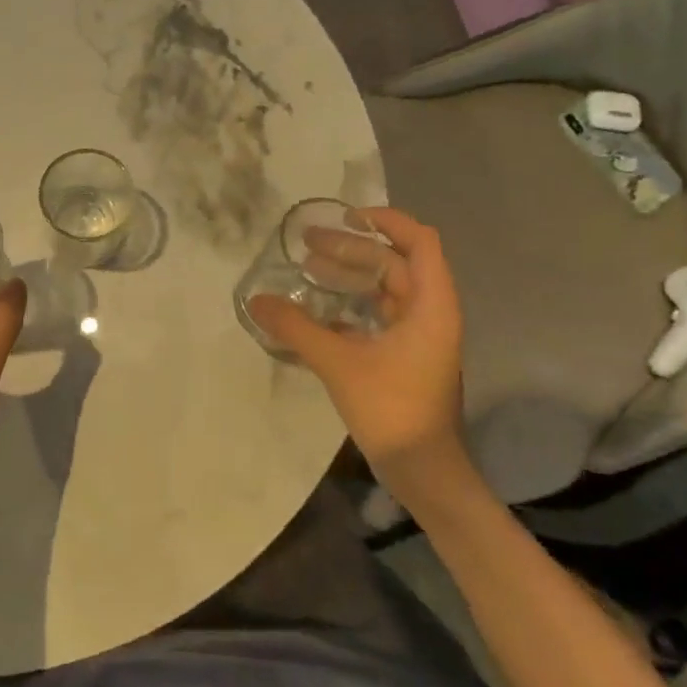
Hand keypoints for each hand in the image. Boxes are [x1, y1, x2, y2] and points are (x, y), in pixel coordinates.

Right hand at [247, 208, 467, 483]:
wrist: (424, 470)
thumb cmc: (392, 409)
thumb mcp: (338, 363)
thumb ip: (296, 328)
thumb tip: (256, 300)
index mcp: (431, 305)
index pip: (420, 241)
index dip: (385, 221)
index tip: (344, 216)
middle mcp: (431, 312)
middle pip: (395, 262)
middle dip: (352, 248)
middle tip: (307, 243)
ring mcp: (420, 336)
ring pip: (386, 289)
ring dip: (350, 275)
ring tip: (308, 269)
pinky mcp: (407, 356)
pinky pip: (379, 315)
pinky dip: (351, 305)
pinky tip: (318, 310)